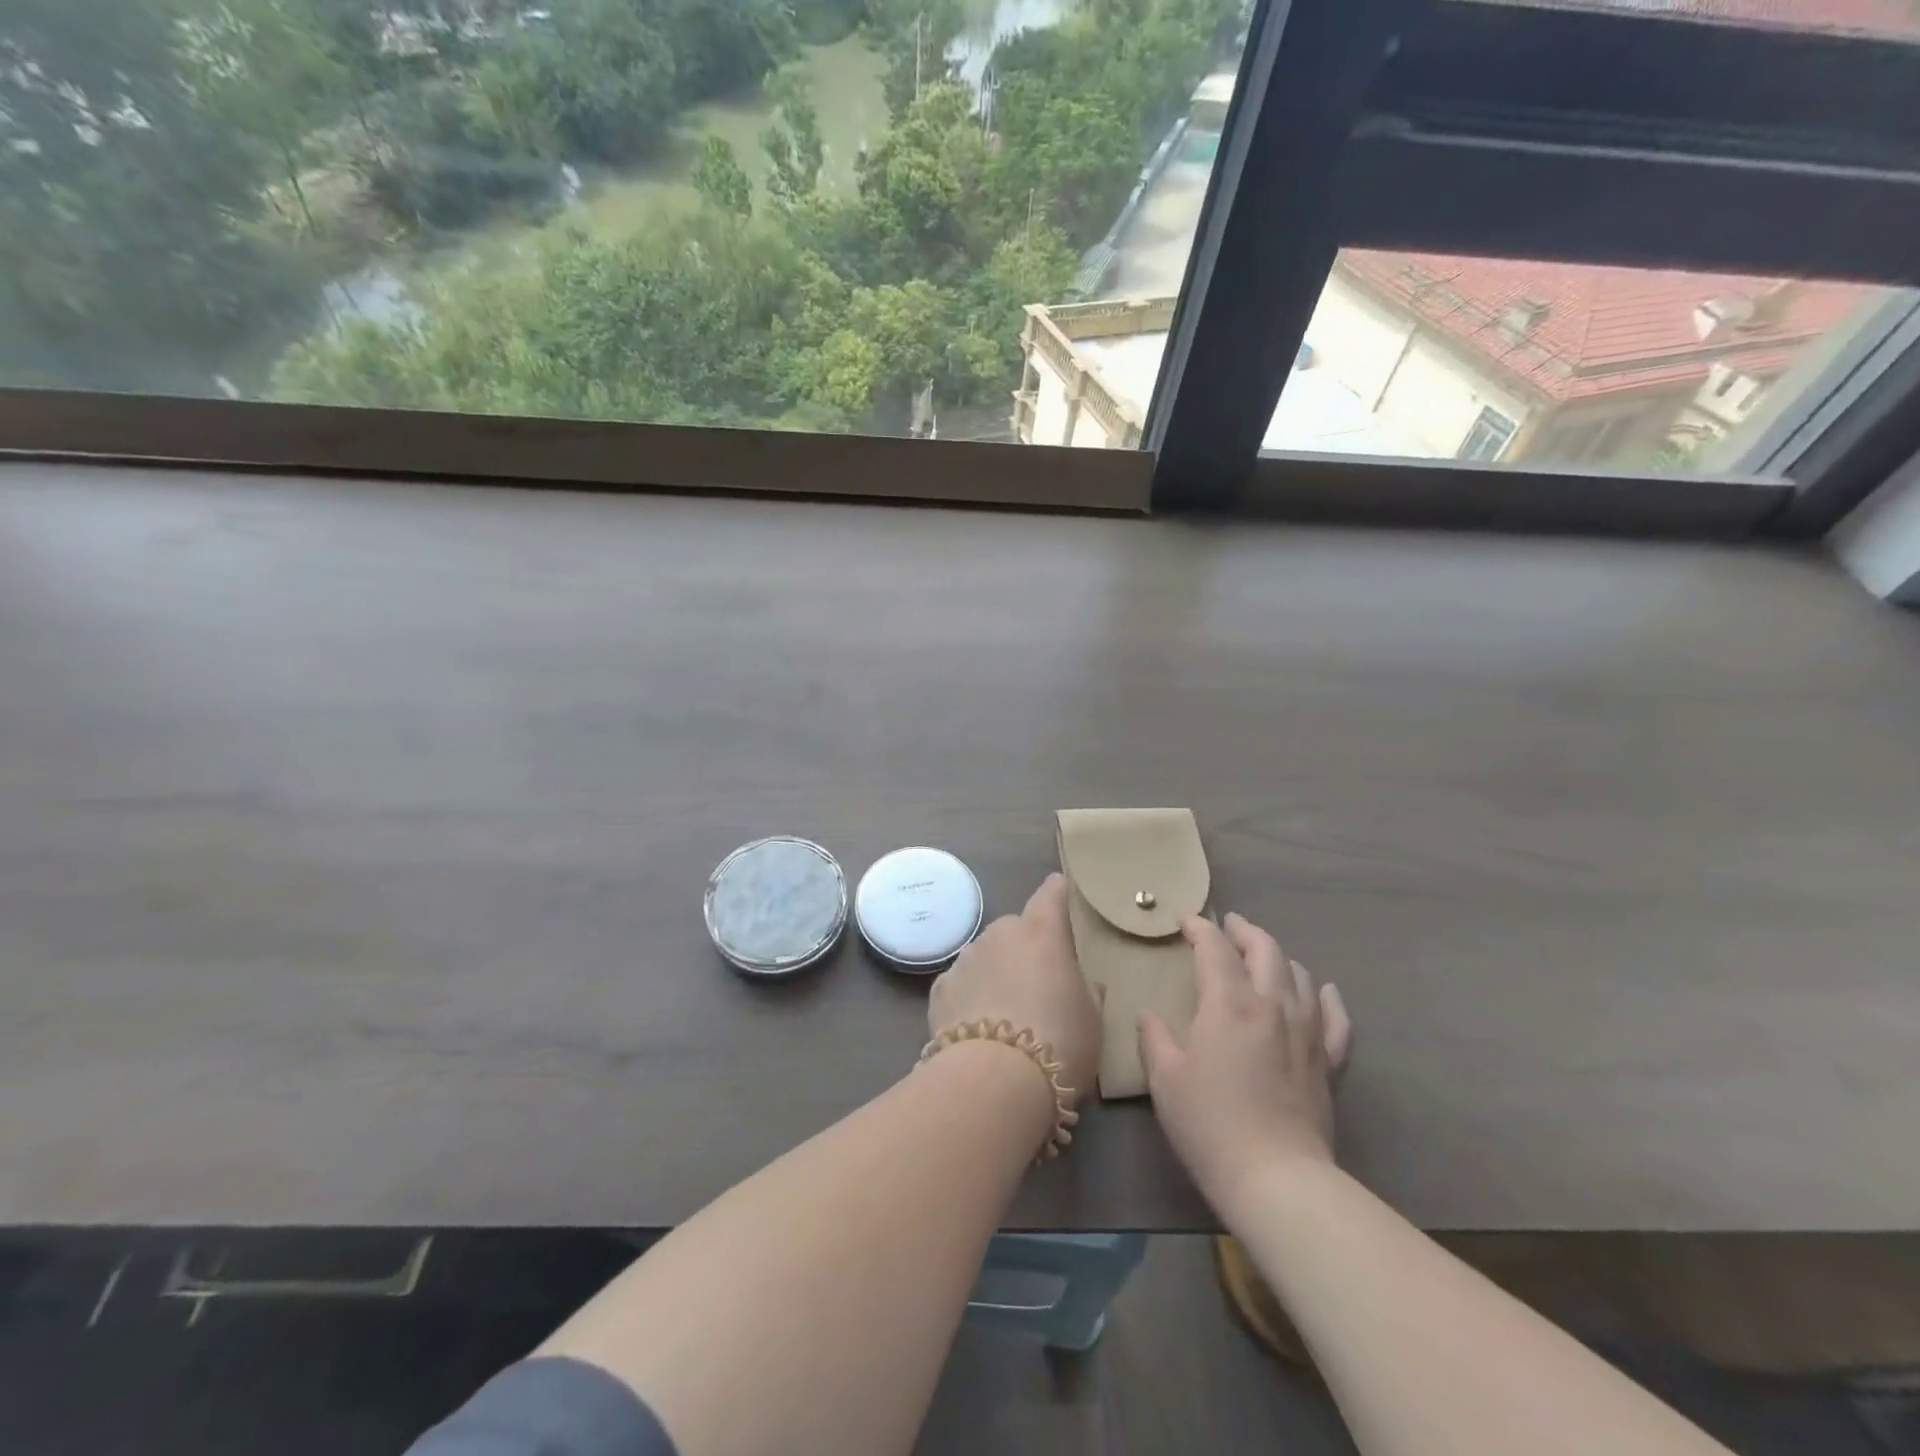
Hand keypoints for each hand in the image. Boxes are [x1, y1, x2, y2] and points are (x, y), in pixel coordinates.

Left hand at [928, 873, 1102, 1107]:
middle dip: (1027, 949)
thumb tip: (1082, 983)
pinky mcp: (940, 988)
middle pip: (1017, 930)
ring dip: (997, 972)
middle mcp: (1000, 933)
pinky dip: (971, 997)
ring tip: (1007, 1015)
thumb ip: (1087, 991)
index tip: (1063, 894)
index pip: (1052, 893)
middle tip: (1040, 986)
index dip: (1059, 893)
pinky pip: (963, 984)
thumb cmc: (1059, 1042)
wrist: (993, 1080)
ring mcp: (966, 958)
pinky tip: (979, 1028)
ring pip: (987, 956)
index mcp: (1042, 932)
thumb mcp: (1093, 1020)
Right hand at [1139, 912, 1351, 1218]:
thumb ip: (1154, 1037)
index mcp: (1229, 1003)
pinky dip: (1327, 998)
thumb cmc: (1210, 1123)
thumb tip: (1149, 1015)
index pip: (1215, 949)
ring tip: (1263, 956)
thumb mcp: (1165, 1078)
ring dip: (1278, 957)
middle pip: (1264, 949)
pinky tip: (1324, 990)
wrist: (1276, 1177)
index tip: (1186, 922)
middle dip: (1244, 931)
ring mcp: (1306, 1031)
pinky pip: (1335, 1018)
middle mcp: (1272, 1005)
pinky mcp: (1327, 1062)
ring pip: (1299, 975)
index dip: (1200, 929)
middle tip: (1228, 924)